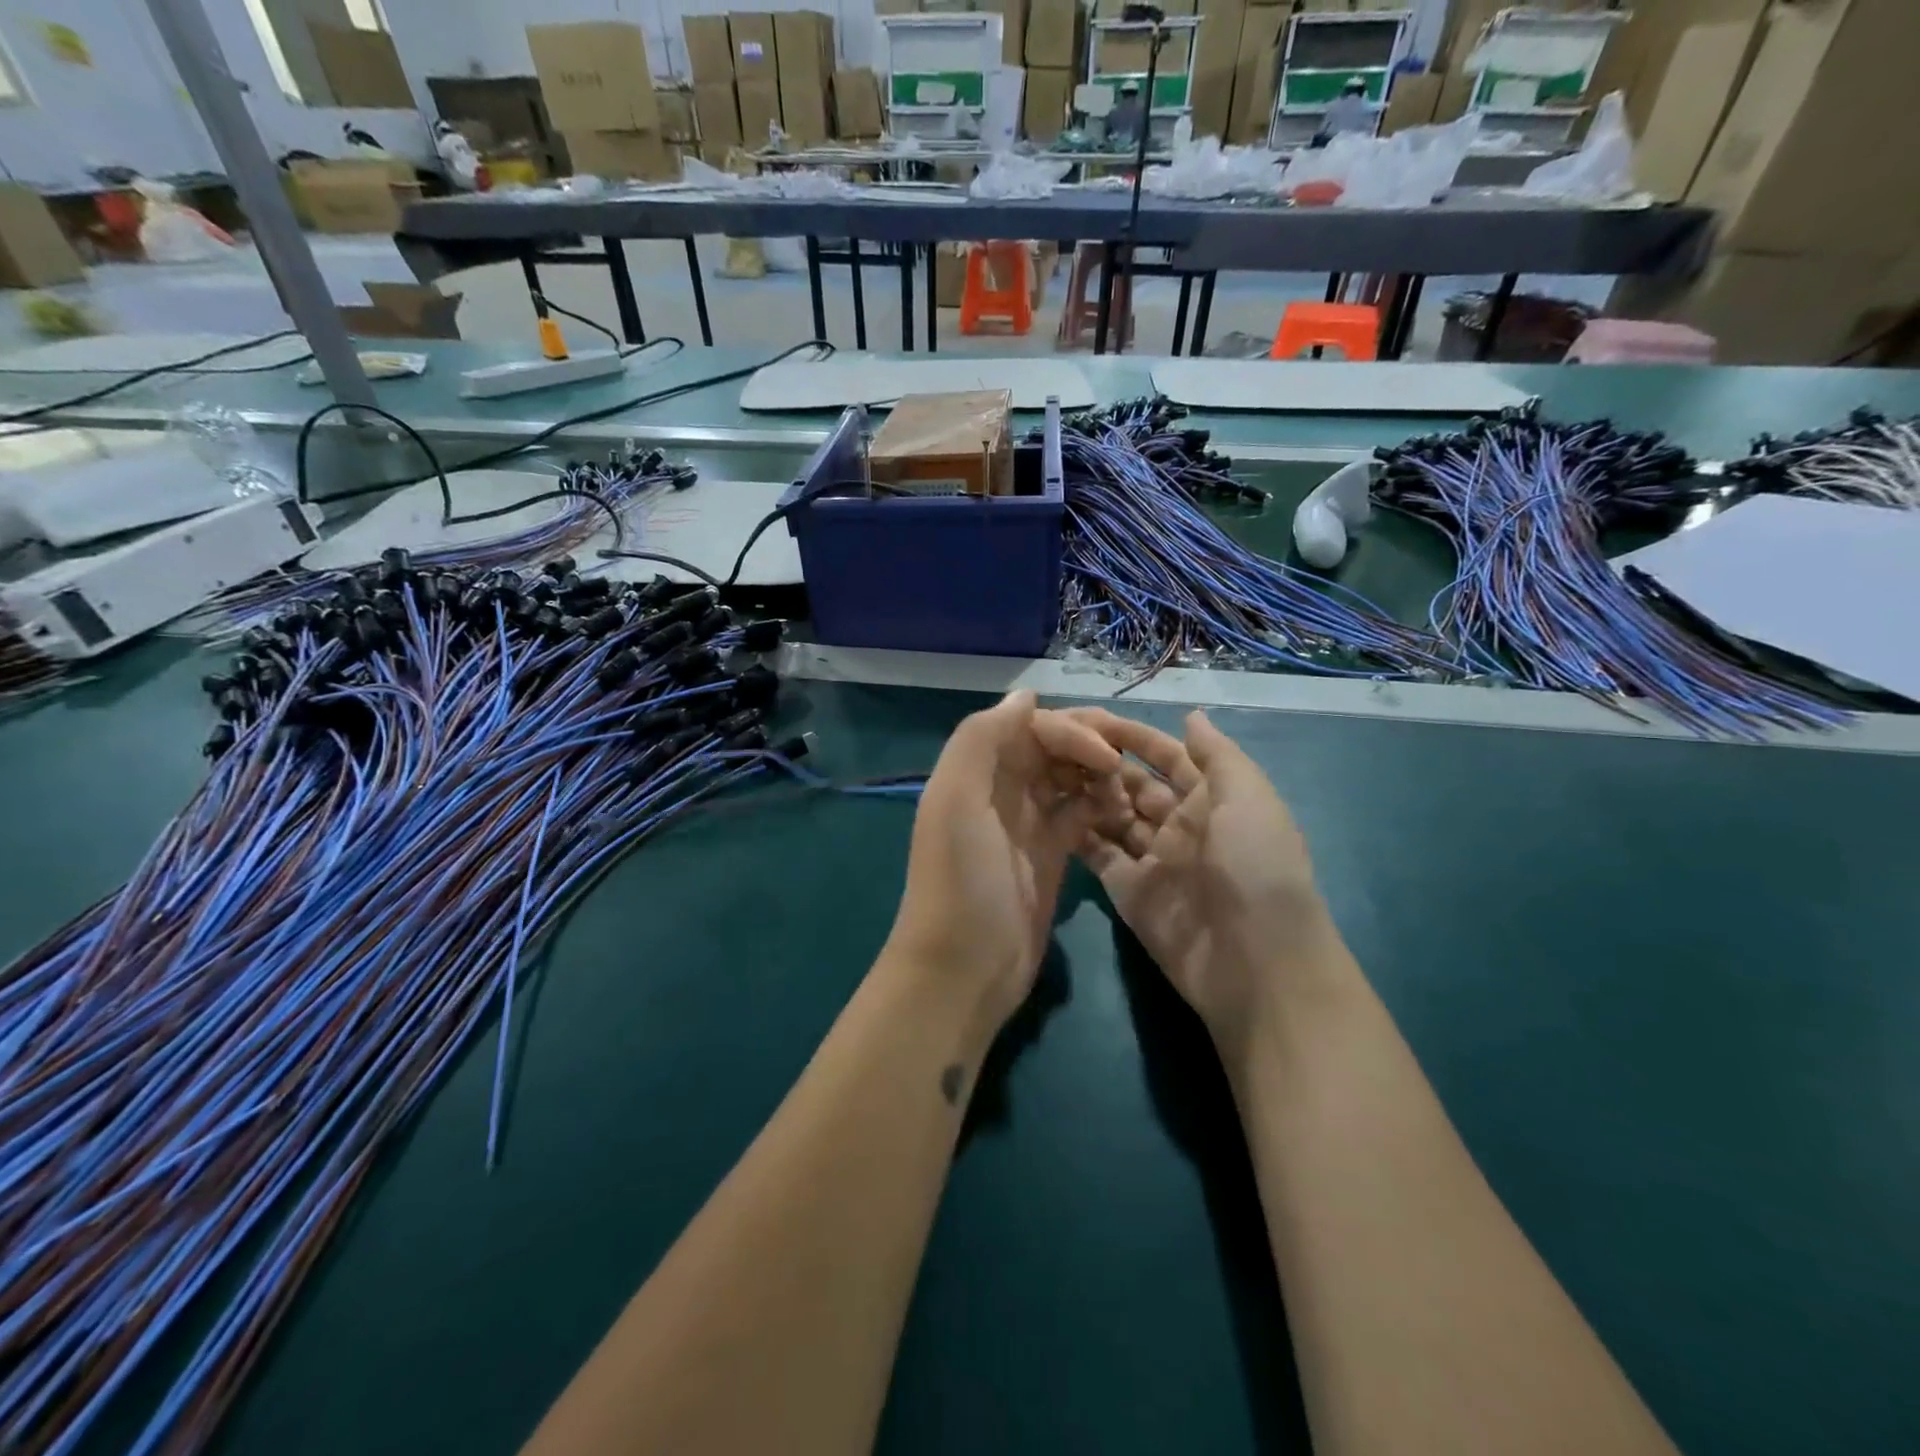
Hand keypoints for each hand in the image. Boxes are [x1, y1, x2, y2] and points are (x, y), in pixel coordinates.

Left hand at [883, 691, 1123, 1042]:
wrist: (965, 968)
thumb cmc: (961, 882)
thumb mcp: (956, 801)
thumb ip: (981, 739)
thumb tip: (1026, 697)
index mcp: (977, 770)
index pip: (1030, 727)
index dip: (1070, 732)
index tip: (1106, 757)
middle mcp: (1001, 789)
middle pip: (1052, 747)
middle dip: (1091, 745)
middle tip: (1131, 760)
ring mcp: (1027, 822)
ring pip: (1070, 777)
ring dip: (1100, 775)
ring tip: (1128, 792)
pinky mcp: (1051, 854)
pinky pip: (1080, 813)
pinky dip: (1102, 806)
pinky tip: (1123, 812)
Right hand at [1068, 708, 1343, 1056]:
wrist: (1253, 961)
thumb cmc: (1255, 866)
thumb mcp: (1248, 797)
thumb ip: (1217, 755)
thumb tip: (1191, 716)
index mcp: (1213, 799)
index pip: (1168, 757)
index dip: (1135, 737)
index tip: (1093, 720)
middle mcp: (1180, 824)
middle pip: (1134, 785)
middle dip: (1102, 764)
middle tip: (1056, 745)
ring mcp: (1152, 859)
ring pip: (1112, 816)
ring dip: (1085, 795)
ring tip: (1045, 771)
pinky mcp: (1127, 890)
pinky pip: (1098, 854)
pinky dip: (1076, 833)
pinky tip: (1047, 810)